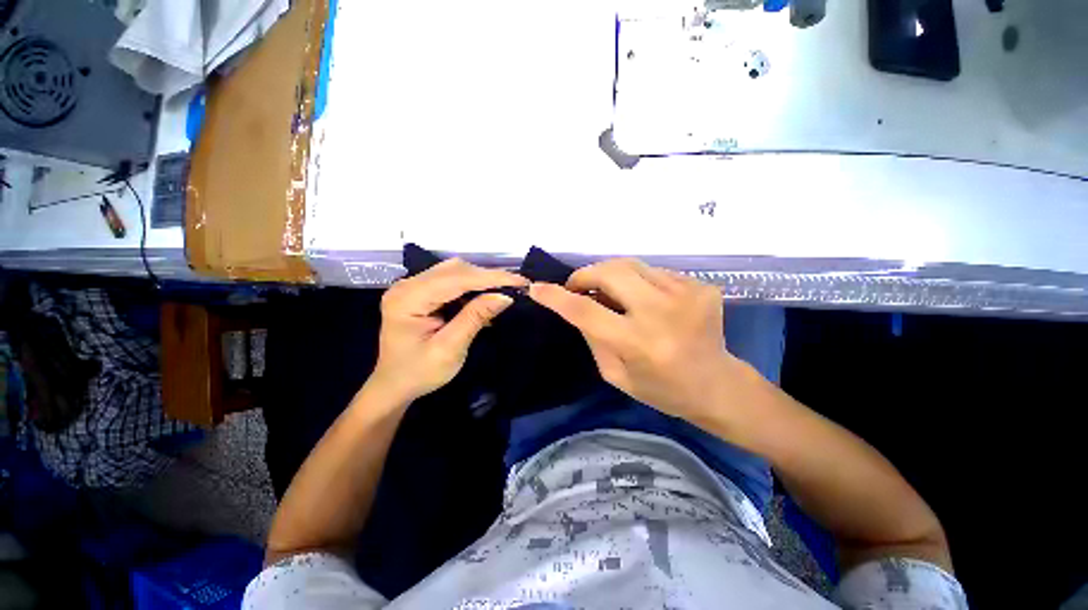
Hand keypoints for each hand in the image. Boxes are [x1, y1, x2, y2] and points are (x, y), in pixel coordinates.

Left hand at [369, 259, 526, 403]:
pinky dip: (472, 288)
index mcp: (408, 299)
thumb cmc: (419, 373)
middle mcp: (408, 285)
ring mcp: (412, 287)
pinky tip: (485, 299)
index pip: (456, 278)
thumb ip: (475, 317)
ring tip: (503, 291)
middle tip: (516, 287)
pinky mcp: (420, 292)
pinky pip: (451, 281)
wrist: (394, 385)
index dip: (490, 277)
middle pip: (455, 269)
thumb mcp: (450, 348)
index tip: (520, 281)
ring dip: (481, 281)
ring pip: (455, 272)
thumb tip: (505, 296)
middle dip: (488, 277)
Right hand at [529, 258, 735, 420]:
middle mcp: (662, 312)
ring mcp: (687, 293)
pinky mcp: (701, 285)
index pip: (586, 311)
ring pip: (631, 264)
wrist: (717, 384)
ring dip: (611, 275)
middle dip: (585, 275)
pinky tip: (643, 299)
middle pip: (610, 272)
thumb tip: (576, 305)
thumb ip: (592, 336)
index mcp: (639, 343)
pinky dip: (638, 281)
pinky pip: (654, 272)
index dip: (556, 297)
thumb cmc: (662, 389)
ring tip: (610, 293)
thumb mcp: (615, 374)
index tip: (537, 288)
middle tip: (579, 287)